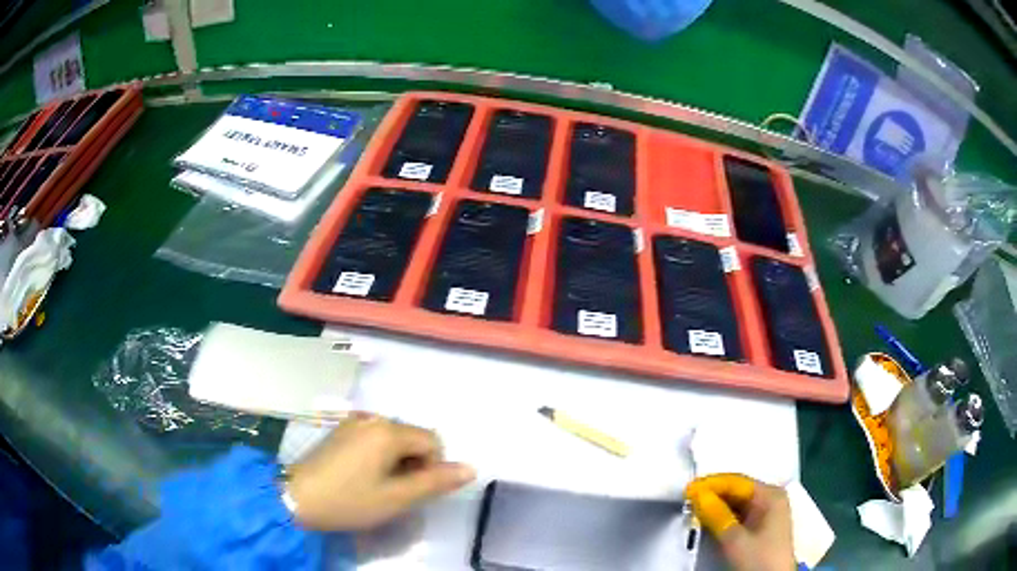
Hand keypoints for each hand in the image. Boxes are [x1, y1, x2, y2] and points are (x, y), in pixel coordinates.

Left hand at [285, 413, 475, 530]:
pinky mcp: (340, 430)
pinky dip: (378, 456)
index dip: (431, 468)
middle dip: (413, 464)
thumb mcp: (397, 498)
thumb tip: (471, 468)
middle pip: (413, 437)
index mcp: (388, 430)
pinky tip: (361, 476)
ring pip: (394, 439)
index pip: (433, 441)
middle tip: (393, 492)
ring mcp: (353, 421)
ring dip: (396, 462)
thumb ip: (436, 482)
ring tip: (376, 486)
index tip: (410, 491)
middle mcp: (372, 417)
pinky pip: (374, 438)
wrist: (297, 498)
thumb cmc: (350, 500)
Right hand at [685, 474, 793, 570]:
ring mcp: (767, 512)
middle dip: (713, 494)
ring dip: (716, 506)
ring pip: (737, 503)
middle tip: (688, 500)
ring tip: (694, 509)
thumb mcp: (735, 540)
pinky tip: (709, 520)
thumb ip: (716, 515)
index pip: (737, 482)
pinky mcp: (761, 526)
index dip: (711, 484)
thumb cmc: (759, 559)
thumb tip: (698, 495)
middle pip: (737, 490)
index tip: (687, 489)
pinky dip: (723, 516)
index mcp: (771, 495)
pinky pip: (739, 514)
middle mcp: (771, 498)